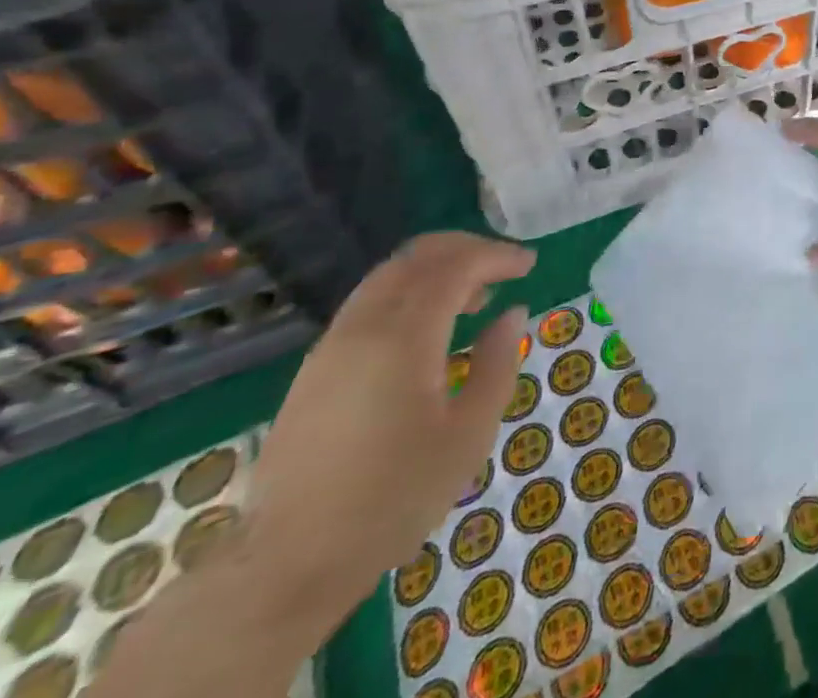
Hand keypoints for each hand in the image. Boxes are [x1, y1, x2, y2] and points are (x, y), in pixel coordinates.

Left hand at [246, 232, 534, 617]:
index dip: (497, 255)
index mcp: (403, 338)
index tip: (529, 263)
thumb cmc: (393, 499)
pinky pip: (367, 304)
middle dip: (465, 250)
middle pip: (415, 258)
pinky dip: (407, 294)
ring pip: (387, 277)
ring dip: (434, 271)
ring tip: (472, 298)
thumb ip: (497, 363)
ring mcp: (330, 348)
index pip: (456, 267)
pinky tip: (428, 330)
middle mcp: (362, 328)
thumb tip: (511, 313)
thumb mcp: (469, 434)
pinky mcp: (314, 371)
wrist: (287, 567)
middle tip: (503, 267)